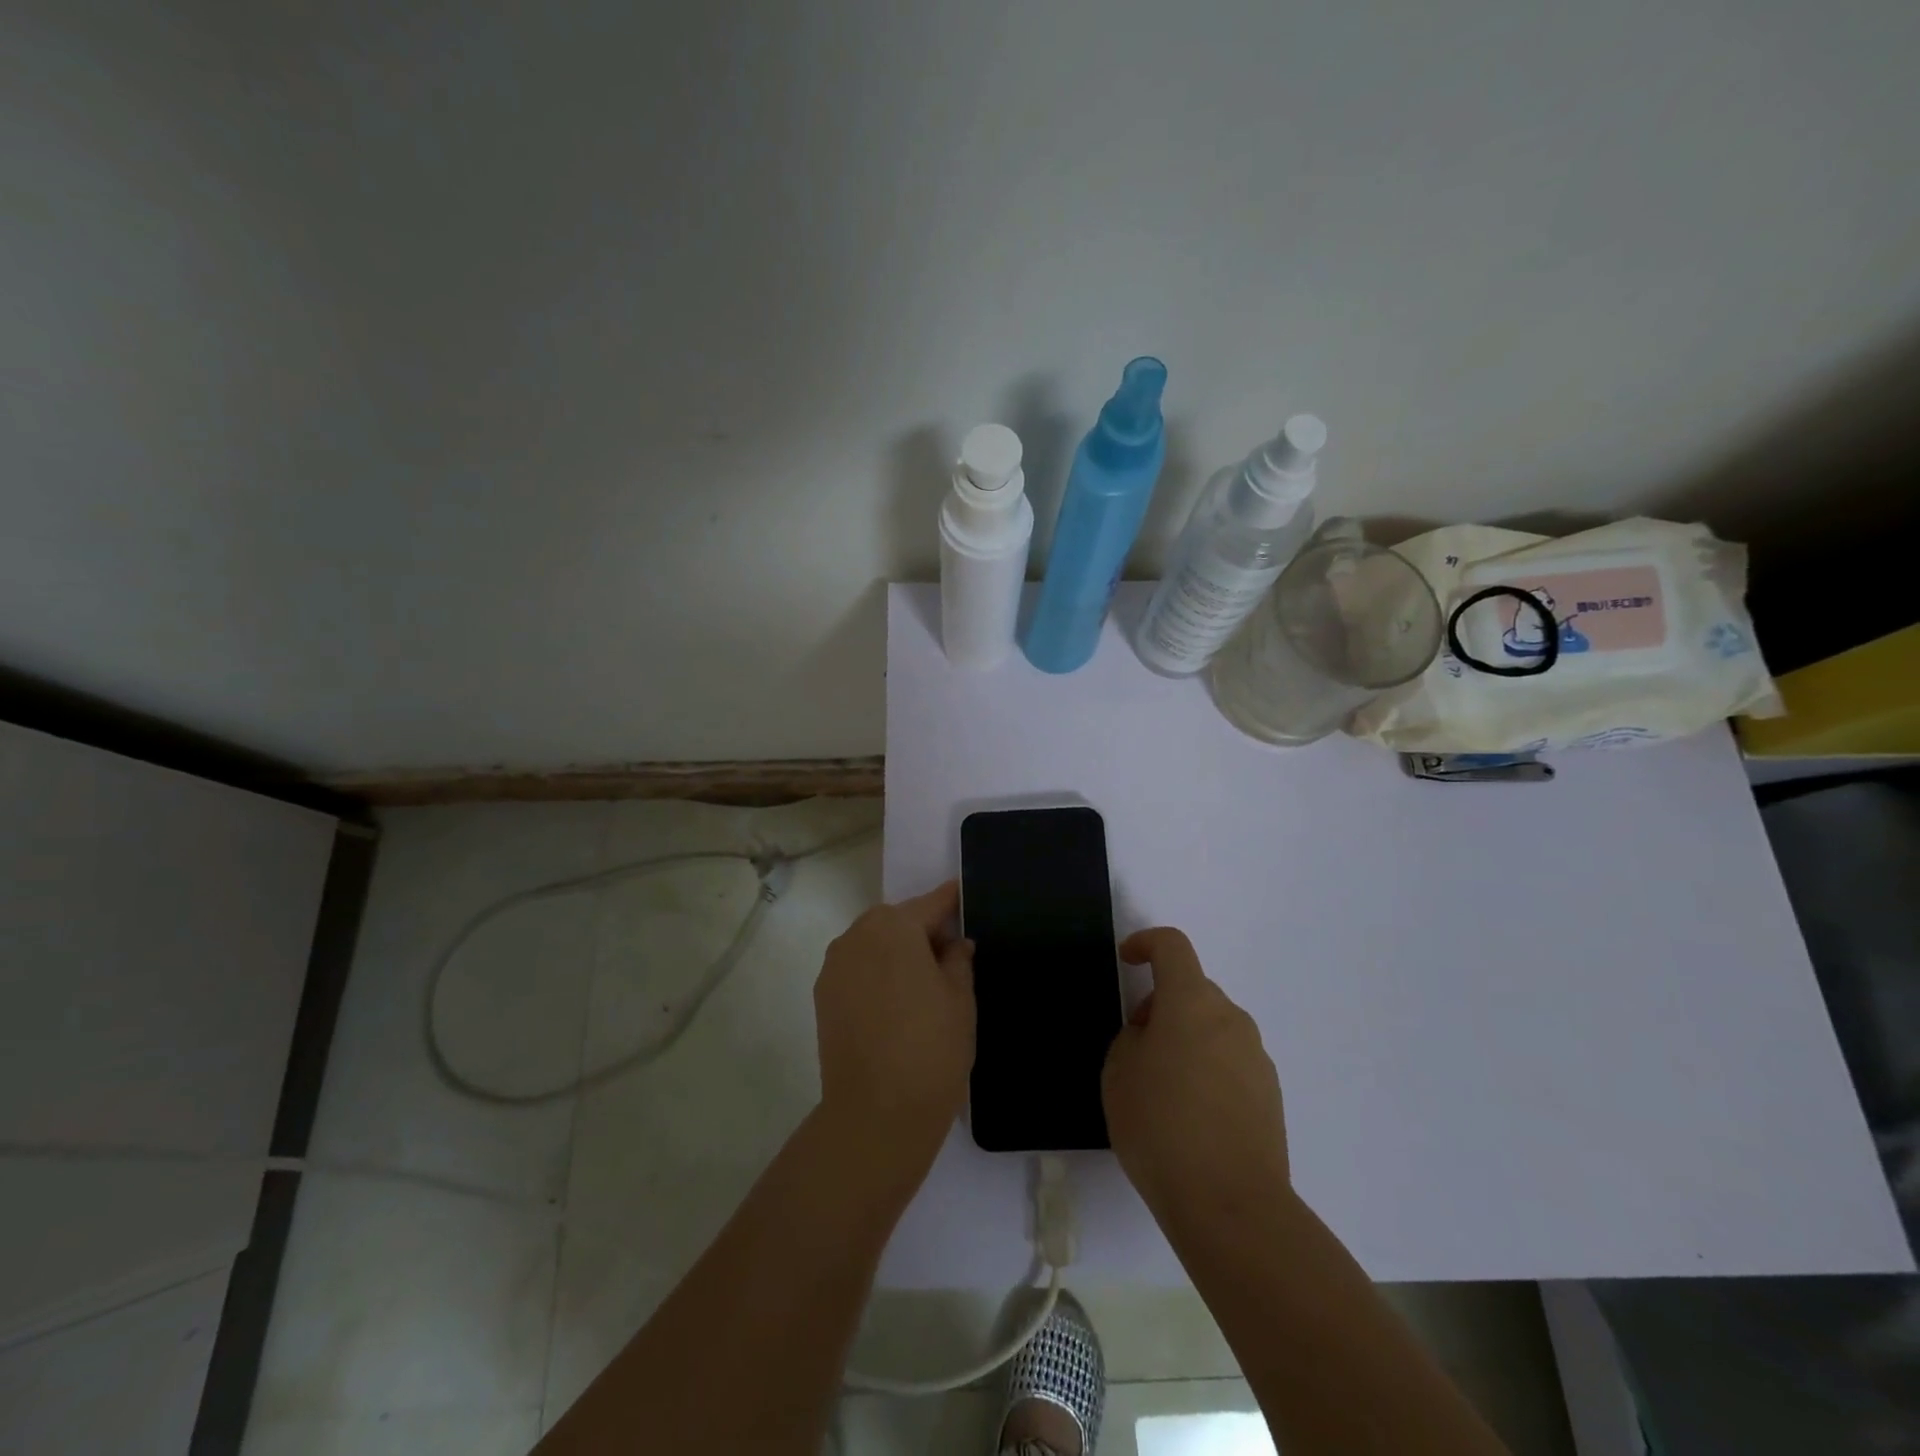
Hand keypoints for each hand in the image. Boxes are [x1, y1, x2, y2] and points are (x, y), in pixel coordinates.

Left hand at [814, 881, 974, 1171]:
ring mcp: (834, 967)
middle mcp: (857, 936)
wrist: (876, 1115)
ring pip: (873, 945)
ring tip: (922, 985)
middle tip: (949, 957)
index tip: (963, 898)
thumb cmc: (931, 1048)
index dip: (950, 903)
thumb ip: (958, 959)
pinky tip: (896, 1004)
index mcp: (894, 927)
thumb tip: (954, 943)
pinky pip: (857, 970)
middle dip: (921, 931)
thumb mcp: (960, 999)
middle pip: (896, 921)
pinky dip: (876, 974)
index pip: (930, 904)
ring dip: (896, 953)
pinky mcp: (823, 997)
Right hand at [1103, 928, 1289, 1225]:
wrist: (1230, 1205)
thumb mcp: (1118, 1073)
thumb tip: (1155, 1036)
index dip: (1146, 943)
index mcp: (1191, 1002)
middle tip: (1137, 1046)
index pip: (1172, 946)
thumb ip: (1133, 1038)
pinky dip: (1208, 1069)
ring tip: (1163, 1089)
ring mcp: (1256, 1057)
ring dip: (1187, 1039)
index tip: (1128, 960)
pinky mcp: (1271, 1095)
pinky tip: (1192, 1116)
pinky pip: (1231, 1061)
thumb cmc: (1161, 1126)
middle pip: (1193, 990)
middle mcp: (1231, 1018)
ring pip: (1213, 1027)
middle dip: (1162, 1005)